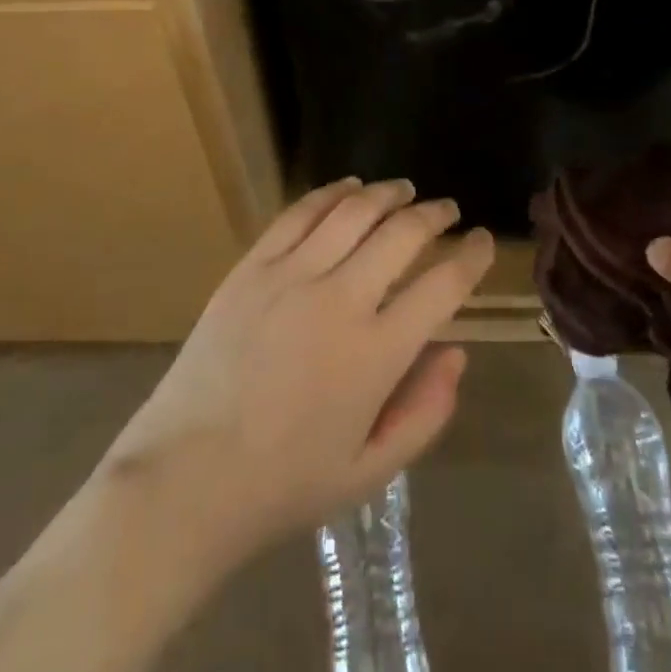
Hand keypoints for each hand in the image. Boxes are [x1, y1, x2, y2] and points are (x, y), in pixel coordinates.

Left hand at [96, 177, 495, 556]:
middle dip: (434, 215)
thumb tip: (457, 353)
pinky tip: (348, 188)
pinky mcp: (251, 267)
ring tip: (404, 190)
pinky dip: (331, 193)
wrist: (186, 477)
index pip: (442, 287)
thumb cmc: (284, 484)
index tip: (484, 241)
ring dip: (387, 194)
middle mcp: (340, 301)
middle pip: (402, 234)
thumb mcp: (370, 471)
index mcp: (376, 354)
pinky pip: (299, 214)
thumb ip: (425, 412)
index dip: (472, 257)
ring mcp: (290, 276)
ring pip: (353, 212)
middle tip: (448, 210)